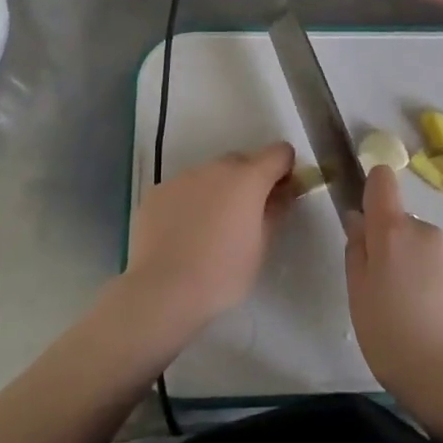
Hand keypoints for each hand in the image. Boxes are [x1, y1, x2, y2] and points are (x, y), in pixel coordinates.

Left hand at [124, 142, 295, 330]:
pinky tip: (182, 232)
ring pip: (209, 174)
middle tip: (245, 216)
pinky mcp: (157, 191)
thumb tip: (284, 191)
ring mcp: (183, 177)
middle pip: (242, 161)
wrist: (162, 289)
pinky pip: (183, 189)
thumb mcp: (261, 246)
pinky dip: (189, 202)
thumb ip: (276, 210)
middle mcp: (215, 168)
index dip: (285, 168)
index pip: (278, 153)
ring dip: (217, 190)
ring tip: (209, 228)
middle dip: (250, 180)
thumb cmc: (222, 273)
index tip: (281, 192)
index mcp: (248, 178)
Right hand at [345, 165, 442, 403]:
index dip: (370, 191)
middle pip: (400, 222)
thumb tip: (358, 220)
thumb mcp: (358, 294)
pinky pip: (438, 271)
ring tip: (403, 314)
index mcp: (394, 229)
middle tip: (377, 290)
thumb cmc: (393, 336)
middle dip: (387, 245)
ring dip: (409, 267)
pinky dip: (429, 286)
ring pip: (420, 249)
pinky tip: (427, 323)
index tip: (362, 221)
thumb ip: (356, 250)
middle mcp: (426, 232)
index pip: (382, 180)